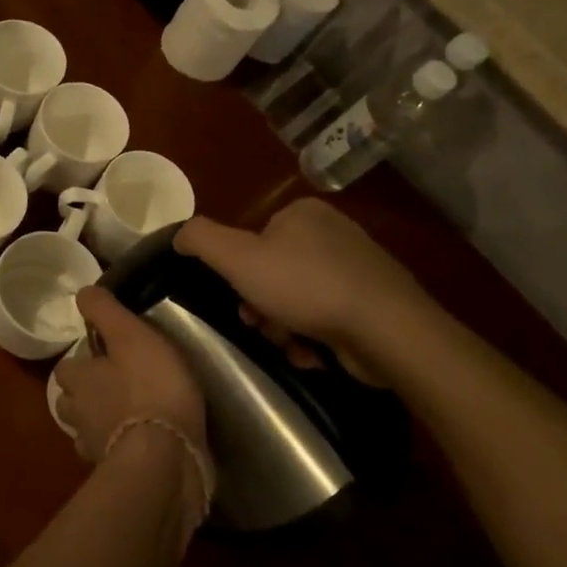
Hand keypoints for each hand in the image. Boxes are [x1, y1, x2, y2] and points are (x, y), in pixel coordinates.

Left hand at [54, 287, 207, 470]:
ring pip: (87, 432)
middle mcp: (79, 415)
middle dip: (84, 396)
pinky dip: (120, 450)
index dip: (81, 361)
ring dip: (99, 425)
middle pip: (70, 403)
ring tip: (126, 417)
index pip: (66, 367)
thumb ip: (105, 312)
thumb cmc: (149, 388)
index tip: (102, 356)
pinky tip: (141, 445)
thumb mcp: (131, 335)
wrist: (166, 458)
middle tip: (112, 387)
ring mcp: (95, 448)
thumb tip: (81, 292)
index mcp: (80, 380)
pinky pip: (112, 457)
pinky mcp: (118, 474)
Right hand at [174, 199, 439, 378]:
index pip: (253, 240)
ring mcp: (358, 267)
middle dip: (262, 306)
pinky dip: (314, 337)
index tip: (240, 301)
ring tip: (292, 345)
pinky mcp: (375, 301)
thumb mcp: (238, 258)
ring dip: (284, 327)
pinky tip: (314, 353)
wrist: (387, 330)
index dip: (239, 275)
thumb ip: (201, 239)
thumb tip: (179, 234)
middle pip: (273, 273)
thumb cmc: (305, 287)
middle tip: (262, 326)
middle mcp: (333, 232)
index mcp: (302, 213)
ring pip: (298, 300)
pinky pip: (327, 317)